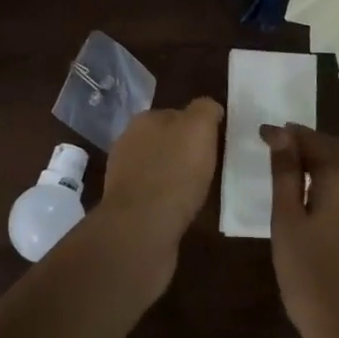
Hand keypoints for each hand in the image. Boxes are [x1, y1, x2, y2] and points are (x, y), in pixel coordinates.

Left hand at [96, 98, 223, 267]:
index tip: (215, 143)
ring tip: (197, 191)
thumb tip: (209, 108)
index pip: (176, 114)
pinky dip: (167, 200)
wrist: (141, 229)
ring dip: (174, 176)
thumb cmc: (174, 173)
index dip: (197, 127)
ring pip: (157, 168)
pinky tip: (181, 210)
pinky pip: (153, 195)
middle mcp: (128, 143)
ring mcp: (123, 176)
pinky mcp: (126, 206)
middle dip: (184, 151)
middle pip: (165, 141)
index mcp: (143, 120)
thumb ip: (204, 111)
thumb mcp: (198, 129)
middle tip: (209, 167)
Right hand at [263, 124, 338, 337]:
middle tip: (275, 145)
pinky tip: (313, 199)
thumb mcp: (288, 223)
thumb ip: (286, 175)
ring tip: (289, 170)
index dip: (288, 133)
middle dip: (307, 144)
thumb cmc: (312, 278)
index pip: (315, 140)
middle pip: (336, 152)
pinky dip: (332, 185)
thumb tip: (281, 135)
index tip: (261, 134)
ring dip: (320, 164)